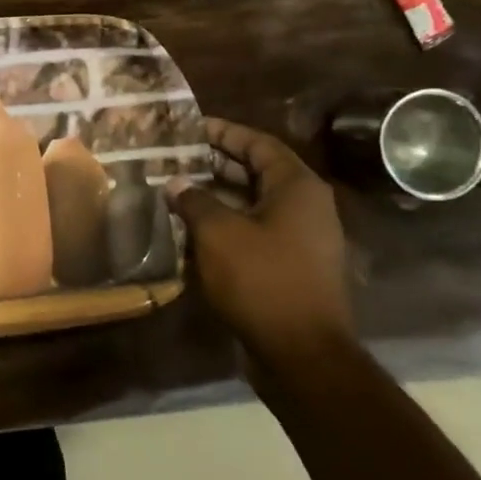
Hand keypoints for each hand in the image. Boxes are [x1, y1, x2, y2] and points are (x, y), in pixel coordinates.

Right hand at [166, 118, 351, 374]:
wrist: (302, 353)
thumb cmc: (262, 280)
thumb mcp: (218, 232)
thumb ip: (194, 200)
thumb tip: (176, 183)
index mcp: (297, 188)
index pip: (258, 144)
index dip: (223, 132)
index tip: (189, 127)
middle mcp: (306, 207)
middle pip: (257, 171)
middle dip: (214, 163)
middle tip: (174, 156)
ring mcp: (301, 238)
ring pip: (253, 203)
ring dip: (216, 195)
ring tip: (175, 189)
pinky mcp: (291, 265)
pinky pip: (255, 230)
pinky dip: (225, 223)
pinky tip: (191, 228)